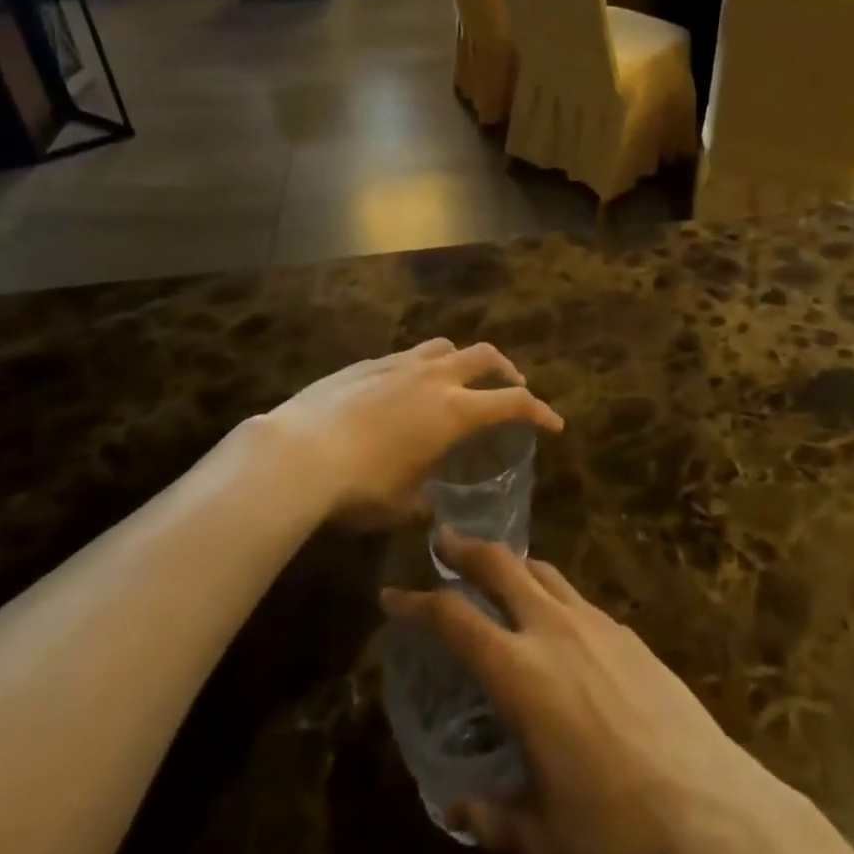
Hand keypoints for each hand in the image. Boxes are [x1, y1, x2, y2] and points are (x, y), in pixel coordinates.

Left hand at [266, 340, 560, 527]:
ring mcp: (399, 363)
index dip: (539, 411)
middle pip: (485, 356)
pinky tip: (406, 388)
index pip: (512, 402)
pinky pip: (408, 355)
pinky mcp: (368, 362)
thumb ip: (424, 499)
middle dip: (506, 370)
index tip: (554, 423)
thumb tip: (427, 507)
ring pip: (445, 346)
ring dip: (463, 360)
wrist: (299, 453)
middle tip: (512, 387)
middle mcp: (434, 377)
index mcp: (454, 411)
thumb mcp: (402, 504)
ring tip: (460, 379)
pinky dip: (422, 367)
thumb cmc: (360, 487)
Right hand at [383, 537, 853, 853]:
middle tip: (444, 541)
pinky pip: (578, 597)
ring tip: (497, 572)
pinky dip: (553, 593)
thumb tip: (455, 807)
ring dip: (513, 564)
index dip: (417, 602)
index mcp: (519, 673)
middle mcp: (554, 630)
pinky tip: (556, 622)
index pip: (454, 618)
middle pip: (501, 565)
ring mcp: (597, 624)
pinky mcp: (629, 634)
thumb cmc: (614, 835)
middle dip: (467, 548)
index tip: (392, 593)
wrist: (712, 814)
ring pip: (544, 571)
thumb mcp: (541, 840)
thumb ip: (491, 815)